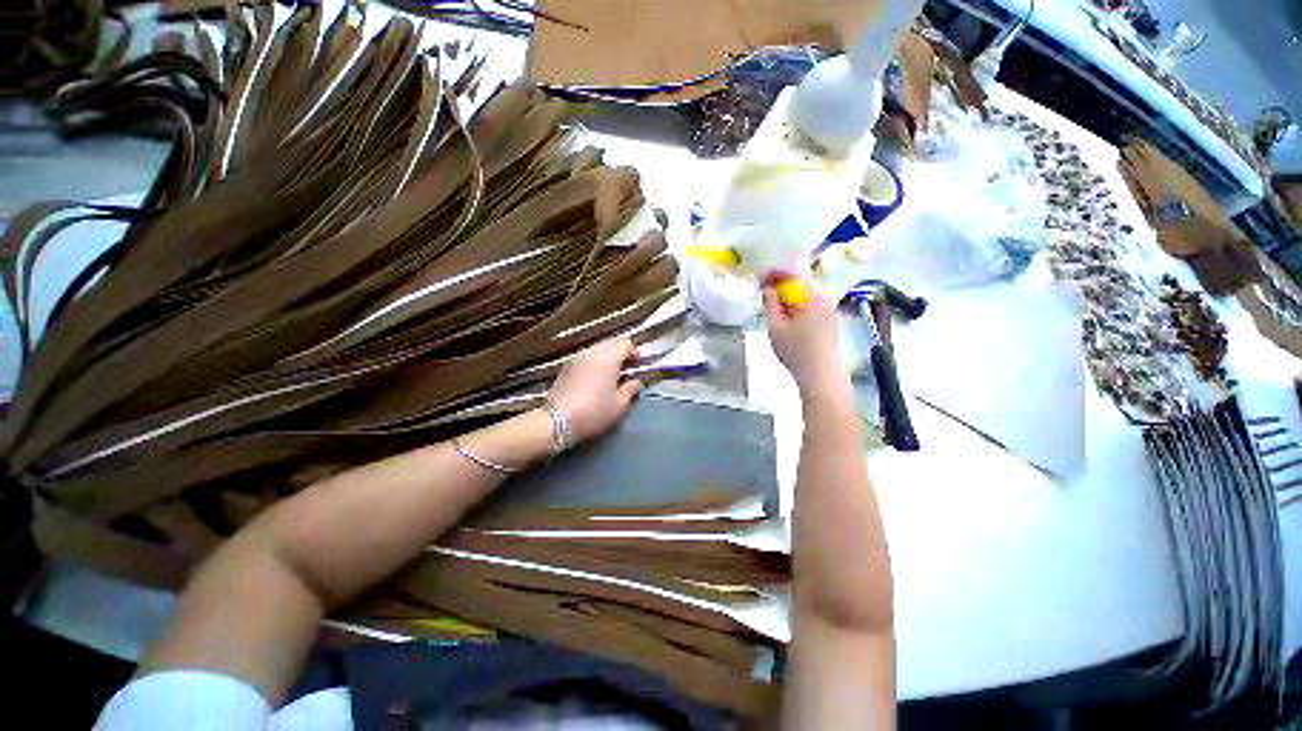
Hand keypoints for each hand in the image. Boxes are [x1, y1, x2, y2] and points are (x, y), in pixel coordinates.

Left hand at [549, 337, 642, 442]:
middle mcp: (592, 354)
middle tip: (627, 366)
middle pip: (610, 342)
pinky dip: (594, 360)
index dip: (635, 351)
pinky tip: (596, 376)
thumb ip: (630, 389)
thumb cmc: (593, 413)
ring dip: (607, 355)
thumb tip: (636, 382)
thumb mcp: (619, 405)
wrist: (557, 421)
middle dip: (621, 351)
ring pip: (596, 348)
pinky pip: (585, 356)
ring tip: (612, 371)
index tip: (639, 363)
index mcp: (608, 360)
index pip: (625, 344)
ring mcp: (577, 359)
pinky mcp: (566, 367)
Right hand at [763, 276, 846, 399]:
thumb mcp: (776, 327)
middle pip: (800, 277)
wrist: (822, 376)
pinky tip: (784, 311)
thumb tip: (767, 288)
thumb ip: (770, 304)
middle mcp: (825, 294)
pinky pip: (809, 299)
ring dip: (787, 291)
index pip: (793, 270)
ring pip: (805, 288)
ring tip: (770, 300)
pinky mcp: (828, 315)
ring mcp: (829, 304)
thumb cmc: (797, 352)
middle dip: (779, 280)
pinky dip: (795, 300)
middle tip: (762, 289)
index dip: (773, 271)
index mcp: (814, 294)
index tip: (757, 279)